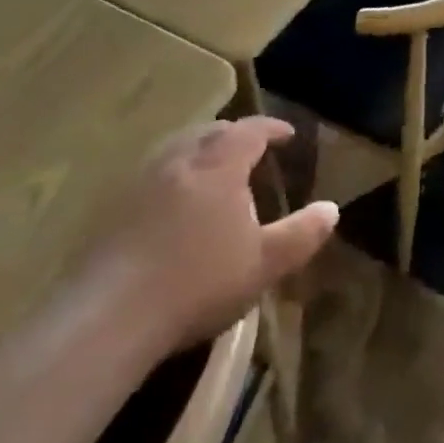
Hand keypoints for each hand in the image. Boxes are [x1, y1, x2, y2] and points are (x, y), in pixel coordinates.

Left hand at [89, 117, 337, 352]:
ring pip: (178, 147)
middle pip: (210, 131)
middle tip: (252, 147)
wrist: (111, 314)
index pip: (250, 131)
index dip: (271, 128)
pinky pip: (154, 171)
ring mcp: (143, 180)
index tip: (288, 134)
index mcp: (219, 165)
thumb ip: (301, 234)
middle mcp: (180, 159)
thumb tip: (331, 209)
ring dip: (201, 148)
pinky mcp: (115, 206)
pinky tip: (174, 199)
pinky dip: (174, 172)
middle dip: (235, 133)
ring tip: (214, 167)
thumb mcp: (263, 263)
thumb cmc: (199, 281)